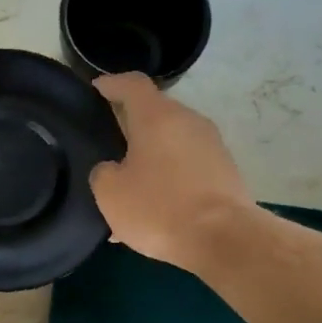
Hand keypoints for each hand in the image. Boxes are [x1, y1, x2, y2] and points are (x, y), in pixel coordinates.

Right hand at [89, 74, 253, 273]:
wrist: (224, 238)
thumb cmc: (159, 208)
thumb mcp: (110, 193)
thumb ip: (103, 172)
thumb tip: (112, 169)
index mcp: (157, 117)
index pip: (132, 84)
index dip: (111, 84)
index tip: (96, 89)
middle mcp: (188, 121)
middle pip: (155, 113)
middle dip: (131, 126)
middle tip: (107, 145)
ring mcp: (212, 145)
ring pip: (171, 142)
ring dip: (150, 157)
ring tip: (129, 187)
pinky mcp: (225, 171)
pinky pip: (187, 166)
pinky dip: (168, 178)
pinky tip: (154, 209)